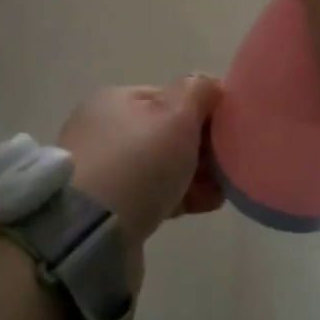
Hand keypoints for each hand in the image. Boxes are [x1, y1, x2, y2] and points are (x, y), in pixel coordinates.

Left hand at [57, 77, 224, 262]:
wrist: (91, 234)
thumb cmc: (137, 162)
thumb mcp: (176, 115)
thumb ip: (198, 92)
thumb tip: (210, 86)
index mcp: (115, 101)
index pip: (168, 97)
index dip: (202, 111)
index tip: (229, 131)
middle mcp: (104, 131)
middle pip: (165, 133)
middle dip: (200, 146)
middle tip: (228, 164)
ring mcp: (103, 172)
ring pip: (161, 167)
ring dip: (194, 174)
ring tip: (222, 189)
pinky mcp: (107, 210)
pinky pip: (153, 195)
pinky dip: (180, 196)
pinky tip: (205, 204)